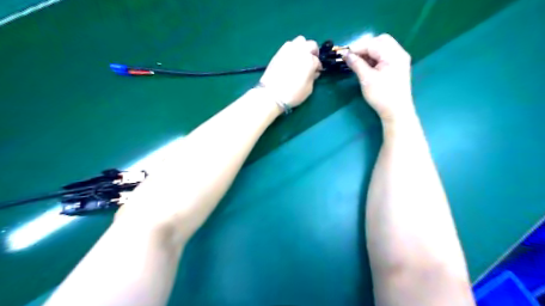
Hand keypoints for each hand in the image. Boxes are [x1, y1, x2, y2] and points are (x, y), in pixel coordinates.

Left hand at [260, 36, 321, 107]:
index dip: (318, 67)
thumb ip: (312, 78)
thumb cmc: (292, 94)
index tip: (316, 72)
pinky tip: (292, 58)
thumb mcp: (308, 89)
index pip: (317, 61)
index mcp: (309, 60)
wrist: (271, 94)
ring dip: (303, 47)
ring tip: (301, 57)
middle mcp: (300, 51)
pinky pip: (289, 45)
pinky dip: (293, 49)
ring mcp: (289, 50)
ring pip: (300, 41)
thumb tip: (314, 72)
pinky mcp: (279, 52)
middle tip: (311, 60)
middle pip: (311, 45)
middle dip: (313, 52)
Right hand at [344, 34, 417, 123]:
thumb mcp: (366, 79)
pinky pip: (384, 56)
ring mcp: (399, 60)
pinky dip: (374, 58)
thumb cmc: (381, 95)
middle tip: (352, 57)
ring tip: (357, 63)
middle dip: (364, 47)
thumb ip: (356, 64)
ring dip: (368, 53)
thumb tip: (345, 54)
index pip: (372, 44)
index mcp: (393, 54)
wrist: (396, 112)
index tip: (343, 54)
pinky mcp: (397, 67)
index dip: (356, 48)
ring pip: (382, 48)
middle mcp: (398, 53)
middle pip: (380, 41)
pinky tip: (366, 66)